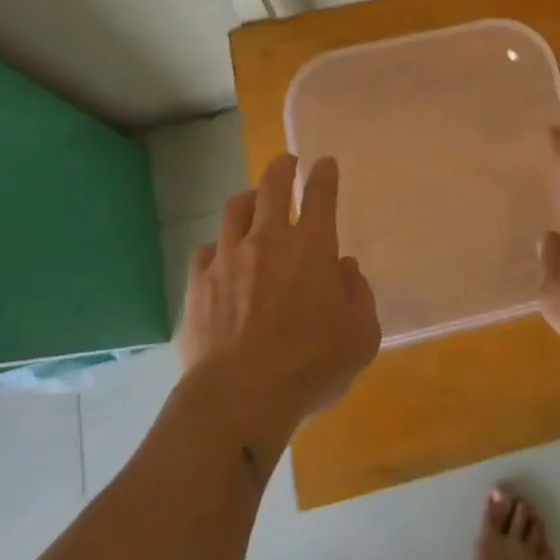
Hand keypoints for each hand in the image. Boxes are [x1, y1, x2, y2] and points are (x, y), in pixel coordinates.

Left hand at [179, 154, 380, 442]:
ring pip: (235, 209)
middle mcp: (268, 240)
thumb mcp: (360, 337)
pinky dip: (218, 247)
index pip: (320, 195)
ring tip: (253, 202)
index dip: (324, 174)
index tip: (324, 162)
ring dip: (248, 200)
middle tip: (286, 162)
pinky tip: (221, 258)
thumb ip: (359, 295)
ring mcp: (228, 257)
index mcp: (312, 247)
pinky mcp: (198, 282)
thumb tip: (345, 269)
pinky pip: (207, 250)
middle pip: (273, 185)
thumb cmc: (310, 366)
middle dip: (282, 167)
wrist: (238, 397)